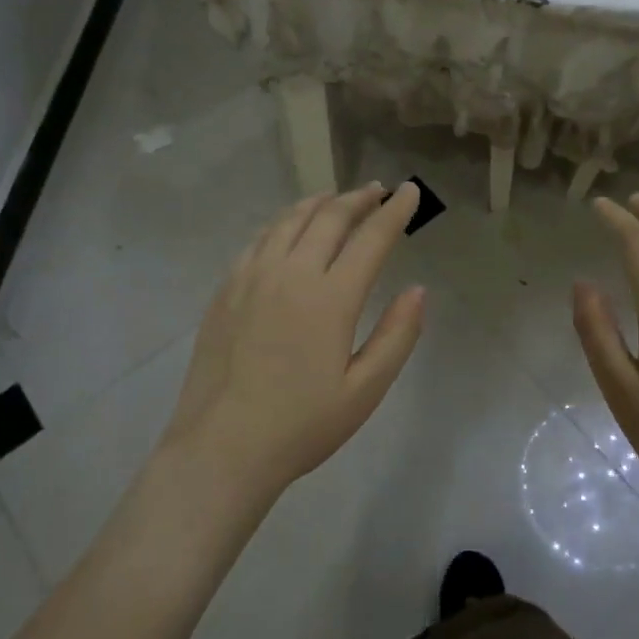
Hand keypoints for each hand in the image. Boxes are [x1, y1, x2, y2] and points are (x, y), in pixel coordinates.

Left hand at [159, 182, 425, 506]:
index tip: (410, 191)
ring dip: (320, 203)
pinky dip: (283, 222)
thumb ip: (397, 336)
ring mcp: (252, 277)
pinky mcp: (226, 289)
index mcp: (331, 298)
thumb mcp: (365, 391)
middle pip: (330, 218)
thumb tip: (417, 289)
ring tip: (336, 197)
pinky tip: (288, 227)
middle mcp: (291, 274)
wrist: (221, 448)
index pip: (371, 238)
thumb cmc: (301, 426)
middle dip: (359, 198)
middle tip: (378, 190)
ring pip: (290, 220)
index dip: (395, 211)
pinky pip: (259, 238)